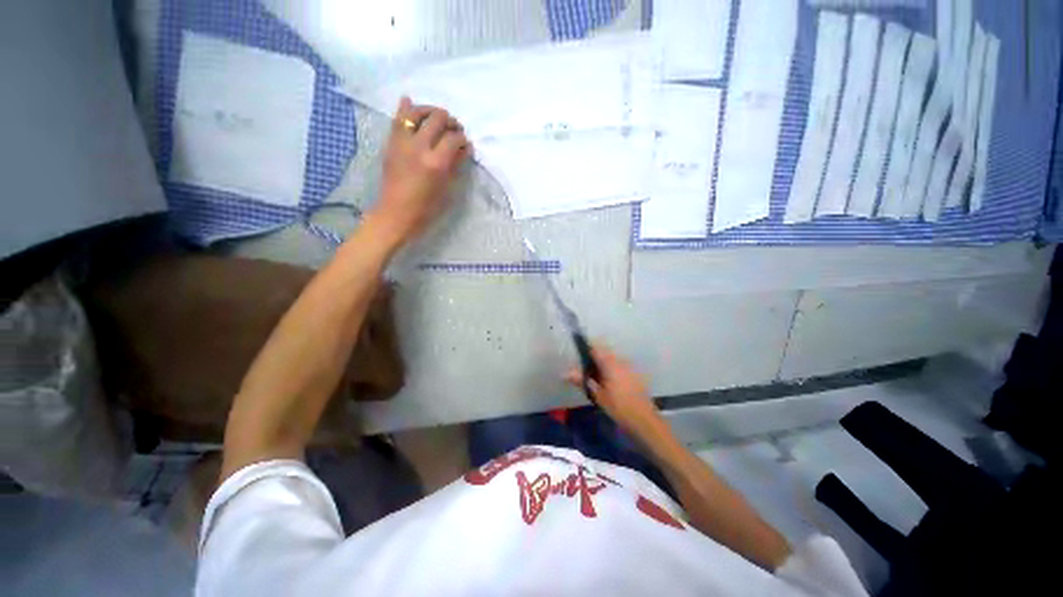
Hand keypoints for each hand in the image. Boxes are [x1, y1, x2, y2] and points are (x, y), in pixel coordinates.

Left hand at [369, 97, 471, 249]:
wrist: (396, 213)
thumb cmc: (427, 207)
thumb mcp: (446, 188)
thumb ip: (455, 164)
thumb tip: (465, 148)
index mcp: (436, 162)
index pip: (454, 138)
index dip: (462, 138)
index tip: (465, 143)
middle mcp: (419, 146)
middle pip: (437, 119)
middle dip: (450, 121)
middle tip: (454, 129)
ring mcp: (402, 142)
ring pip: (416, 112)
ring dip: (430, 110)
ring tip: (436, 117)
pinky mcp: (391, 142)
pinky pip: (398, 118)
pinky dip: (404, 108)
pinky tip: (409, 102)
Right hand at [565, 346, 663, 438]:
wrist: (645, 421)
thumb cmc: (619, 408)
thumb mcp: (598, 395)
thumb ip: (582, 381)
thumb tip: (565, 373)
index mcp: (610, 363)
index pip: (595, 347)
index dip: (585, 347)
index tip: (576, 352)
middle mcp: (620, 361)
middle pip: (603, 352)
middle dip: (592, 357)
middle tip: (582, 368)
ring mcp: (629, 367)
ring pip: (611, 358)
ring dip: (601, 363)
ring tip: (592, 376)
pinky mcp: (634, 374)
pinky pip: (618, 365)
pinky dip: (610, 369)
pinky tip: (606, 382)